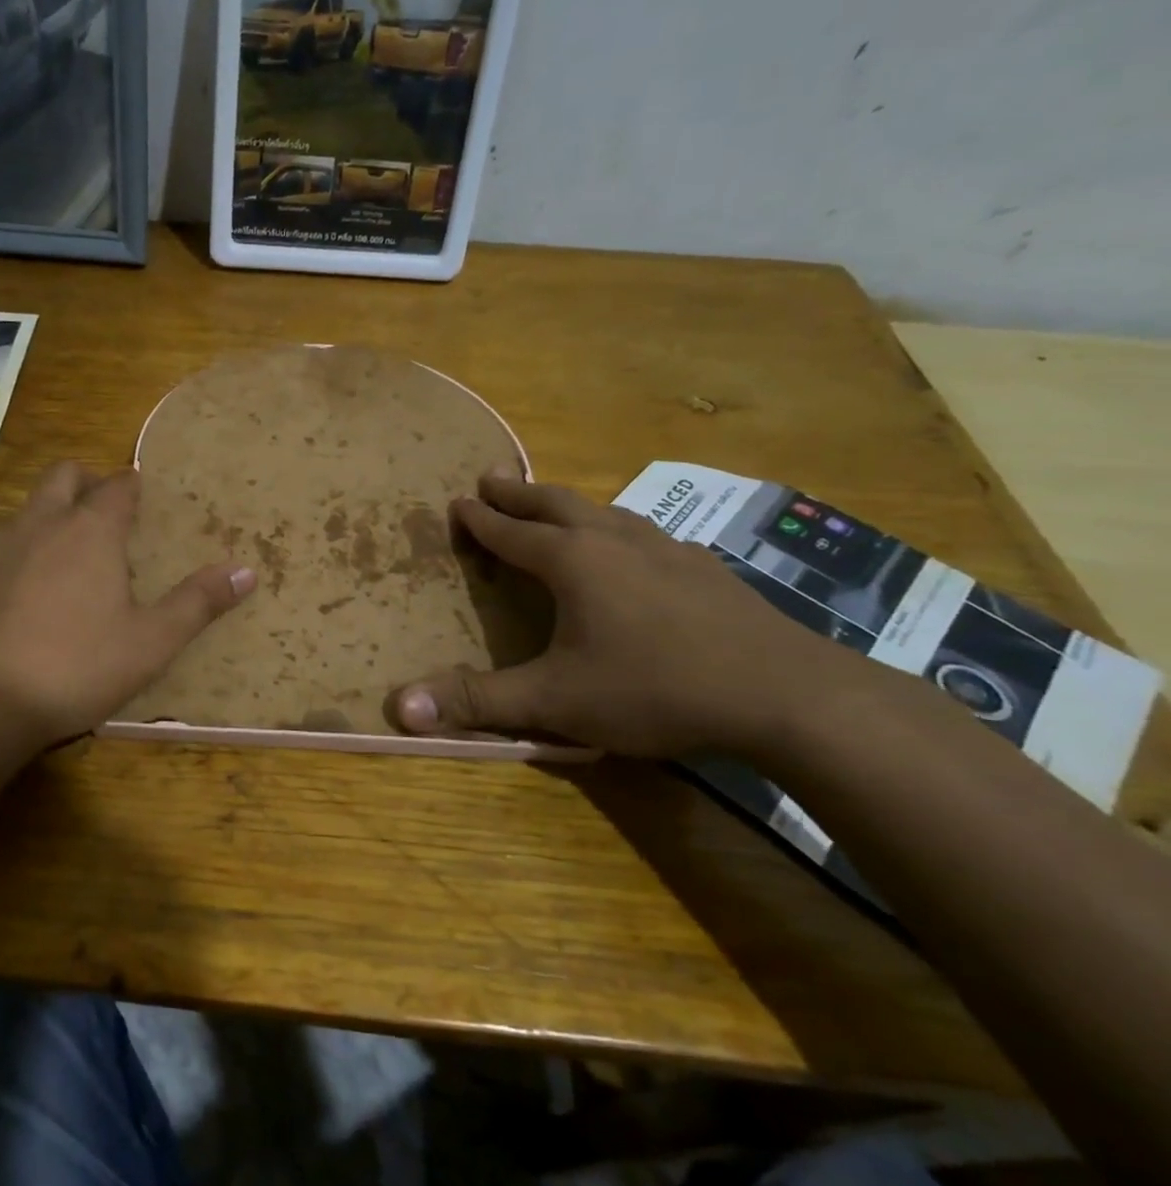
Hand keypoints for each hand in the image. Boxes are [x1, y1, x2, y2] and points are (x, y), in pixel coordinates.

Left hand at [0, 462, 255, 745]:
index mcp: (91, 532)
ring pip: (26, 512)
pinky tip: (15, 601)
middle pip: (64, 476)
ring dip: (48, 521)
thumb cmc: (76, 669)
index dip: (133, 487)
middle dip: (86, 483)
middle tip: (103, 518)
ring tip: (62, 566)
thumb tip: (247, 571)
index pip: (118, 486)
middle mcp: (40, 523)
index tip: (141, 498)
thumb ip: (198, 603)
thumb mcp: (150, 643)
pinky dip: (12, 558)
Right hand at [391, 472, 874, 758]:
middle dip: (518, 493)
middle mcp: (615, 541)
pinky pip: (645, 534)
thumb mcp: (554, 702)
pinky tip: (632, 546)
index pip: (511, 533)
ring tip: (554, 505)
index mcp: (572, 562)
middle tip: (492, 478)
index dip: (480, 520)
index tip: (458, 501)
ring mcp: (667, 549)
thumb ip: (477, 701)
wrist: (785, 694)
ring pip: (605, 512)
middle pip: (556, 505)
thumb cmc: (654, 689)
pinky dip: (618, 529)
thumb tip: (399, 707)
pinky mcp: (705, 569)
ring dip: (569, 505)